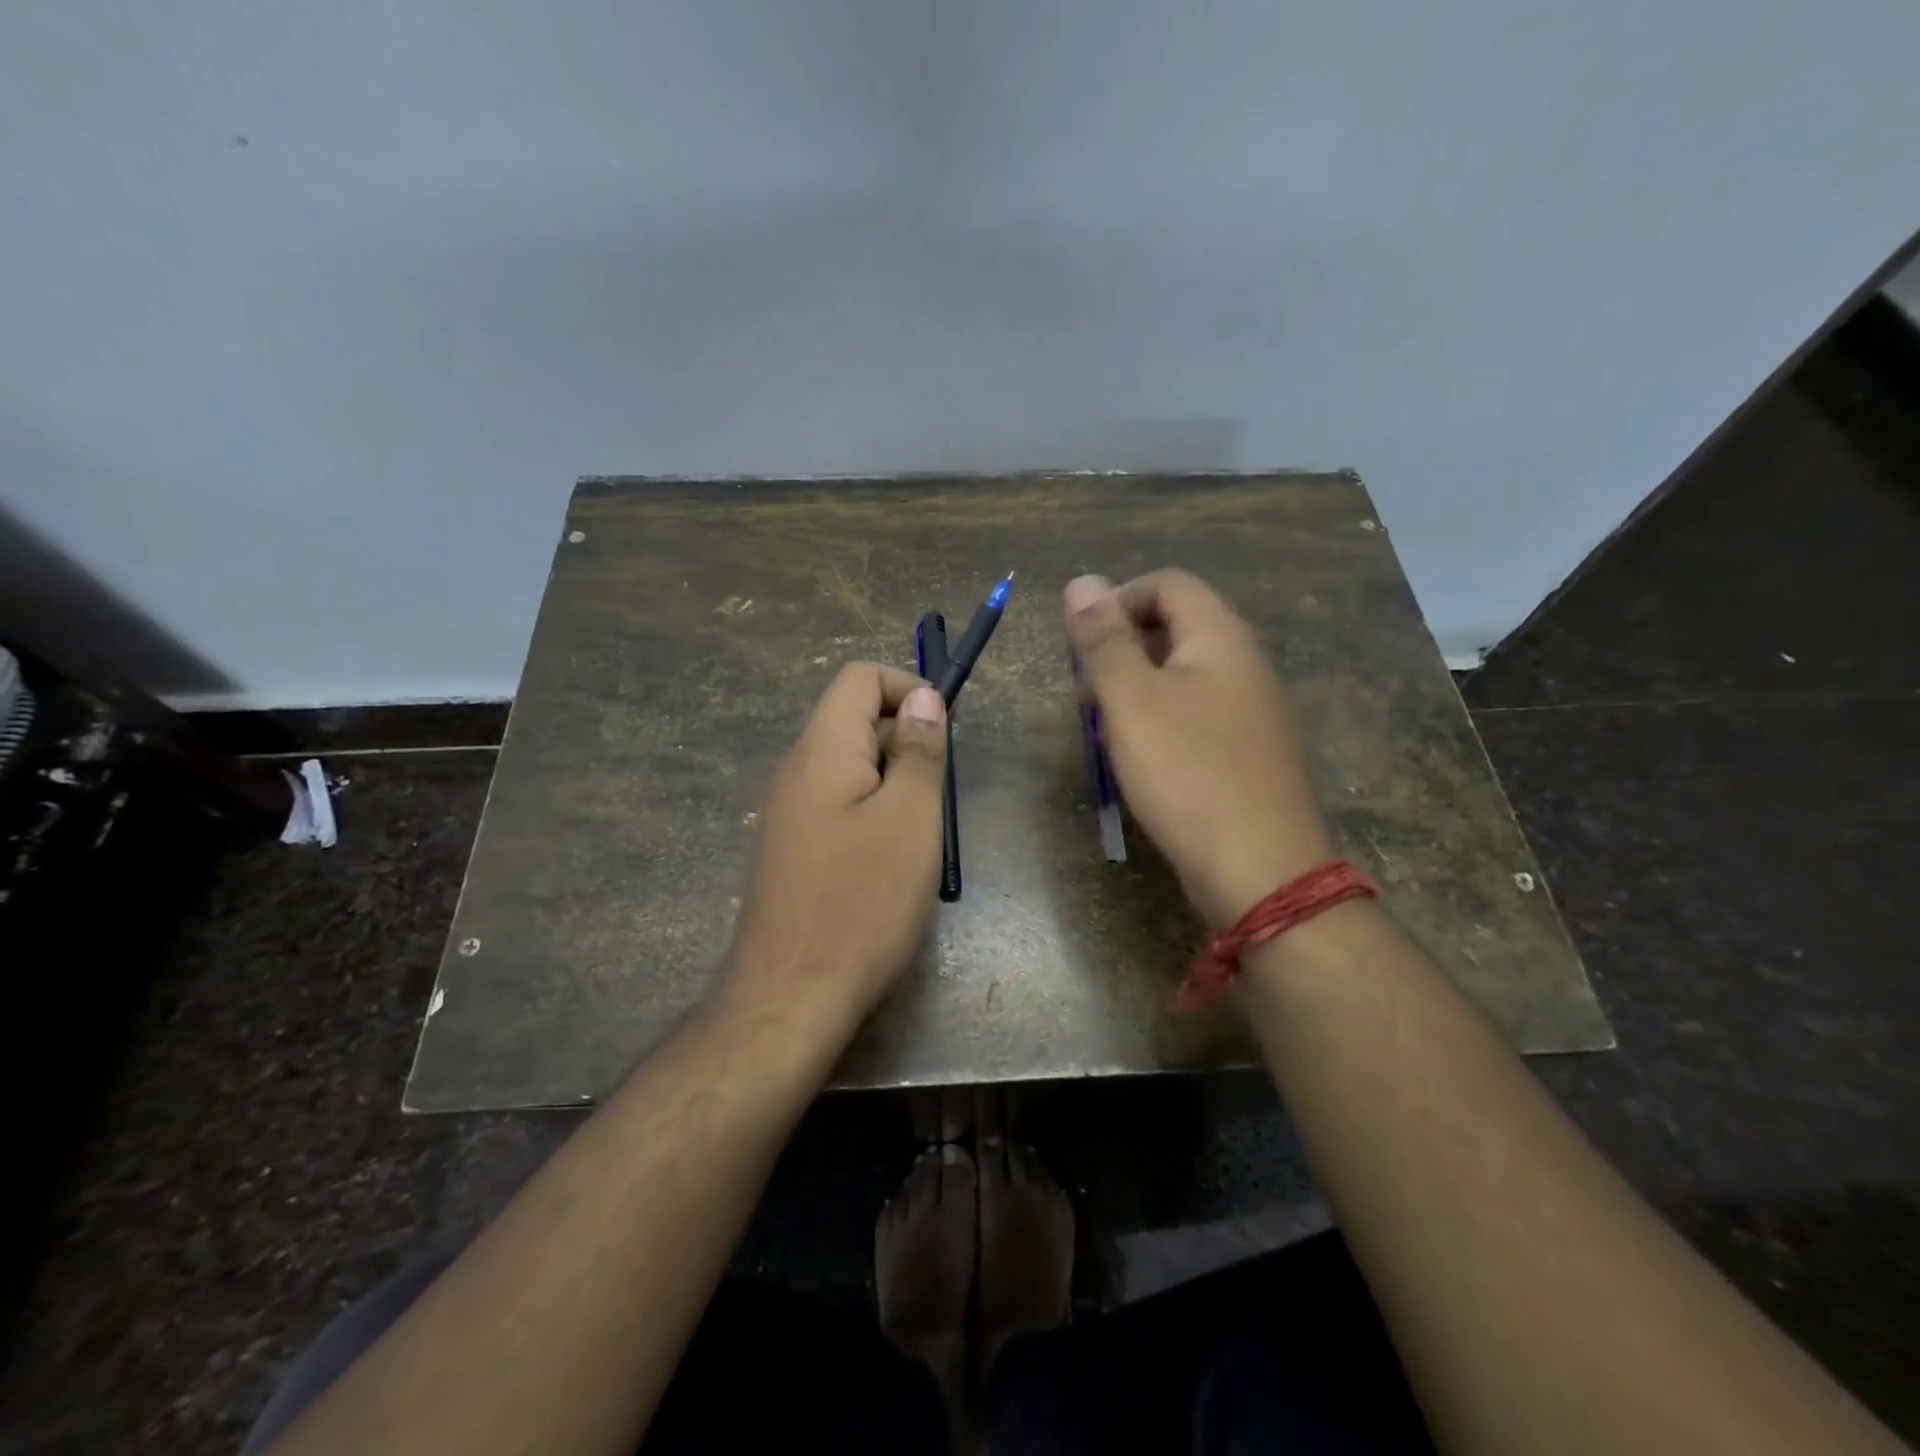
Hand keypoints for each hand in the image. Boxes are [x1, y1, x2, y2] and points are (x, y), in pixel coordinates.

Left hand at [722, 662, 948, 1035]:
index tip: (945, 729)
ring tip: (920, 832)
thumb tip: (922, 698)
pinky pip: (836, 806)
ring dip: (892, 782)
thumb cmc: (862, 901)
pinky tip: (890, 861)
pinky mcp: (790, 850)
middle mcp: (795, 770)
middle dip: (905, 740)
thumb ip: (918, 751)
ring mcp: (787, 813)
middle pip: (853, 720)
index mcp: (821, 749)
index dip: (907, 687)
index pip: (859, 678)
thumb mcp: (910, 818)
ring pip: (849, 768)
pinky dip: (871, 813)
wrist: (790, 995)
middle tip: (939, 793)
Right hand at [1065, 570, 1335, 928]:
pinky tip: (1139, 760)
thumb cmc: (1188, 773)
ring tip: (1104, 731)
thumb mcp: (1131, 700)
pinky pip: (1195, 717)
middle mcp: (1244, 665)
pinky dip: (1158, 723)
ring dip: (1134, 690)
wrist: (1261, 871)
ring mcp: (1251, 713)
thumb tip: (1082, 581)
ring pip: (1182, 677)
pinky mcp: (1247, 754)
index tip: (1081, 645)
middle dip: (1120, 650)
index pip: (1167, 584)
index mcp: (1220, 638)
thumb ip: (1104, 640)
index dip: (1117, 601)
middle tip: (1086, 695)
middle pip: (1175, 628)